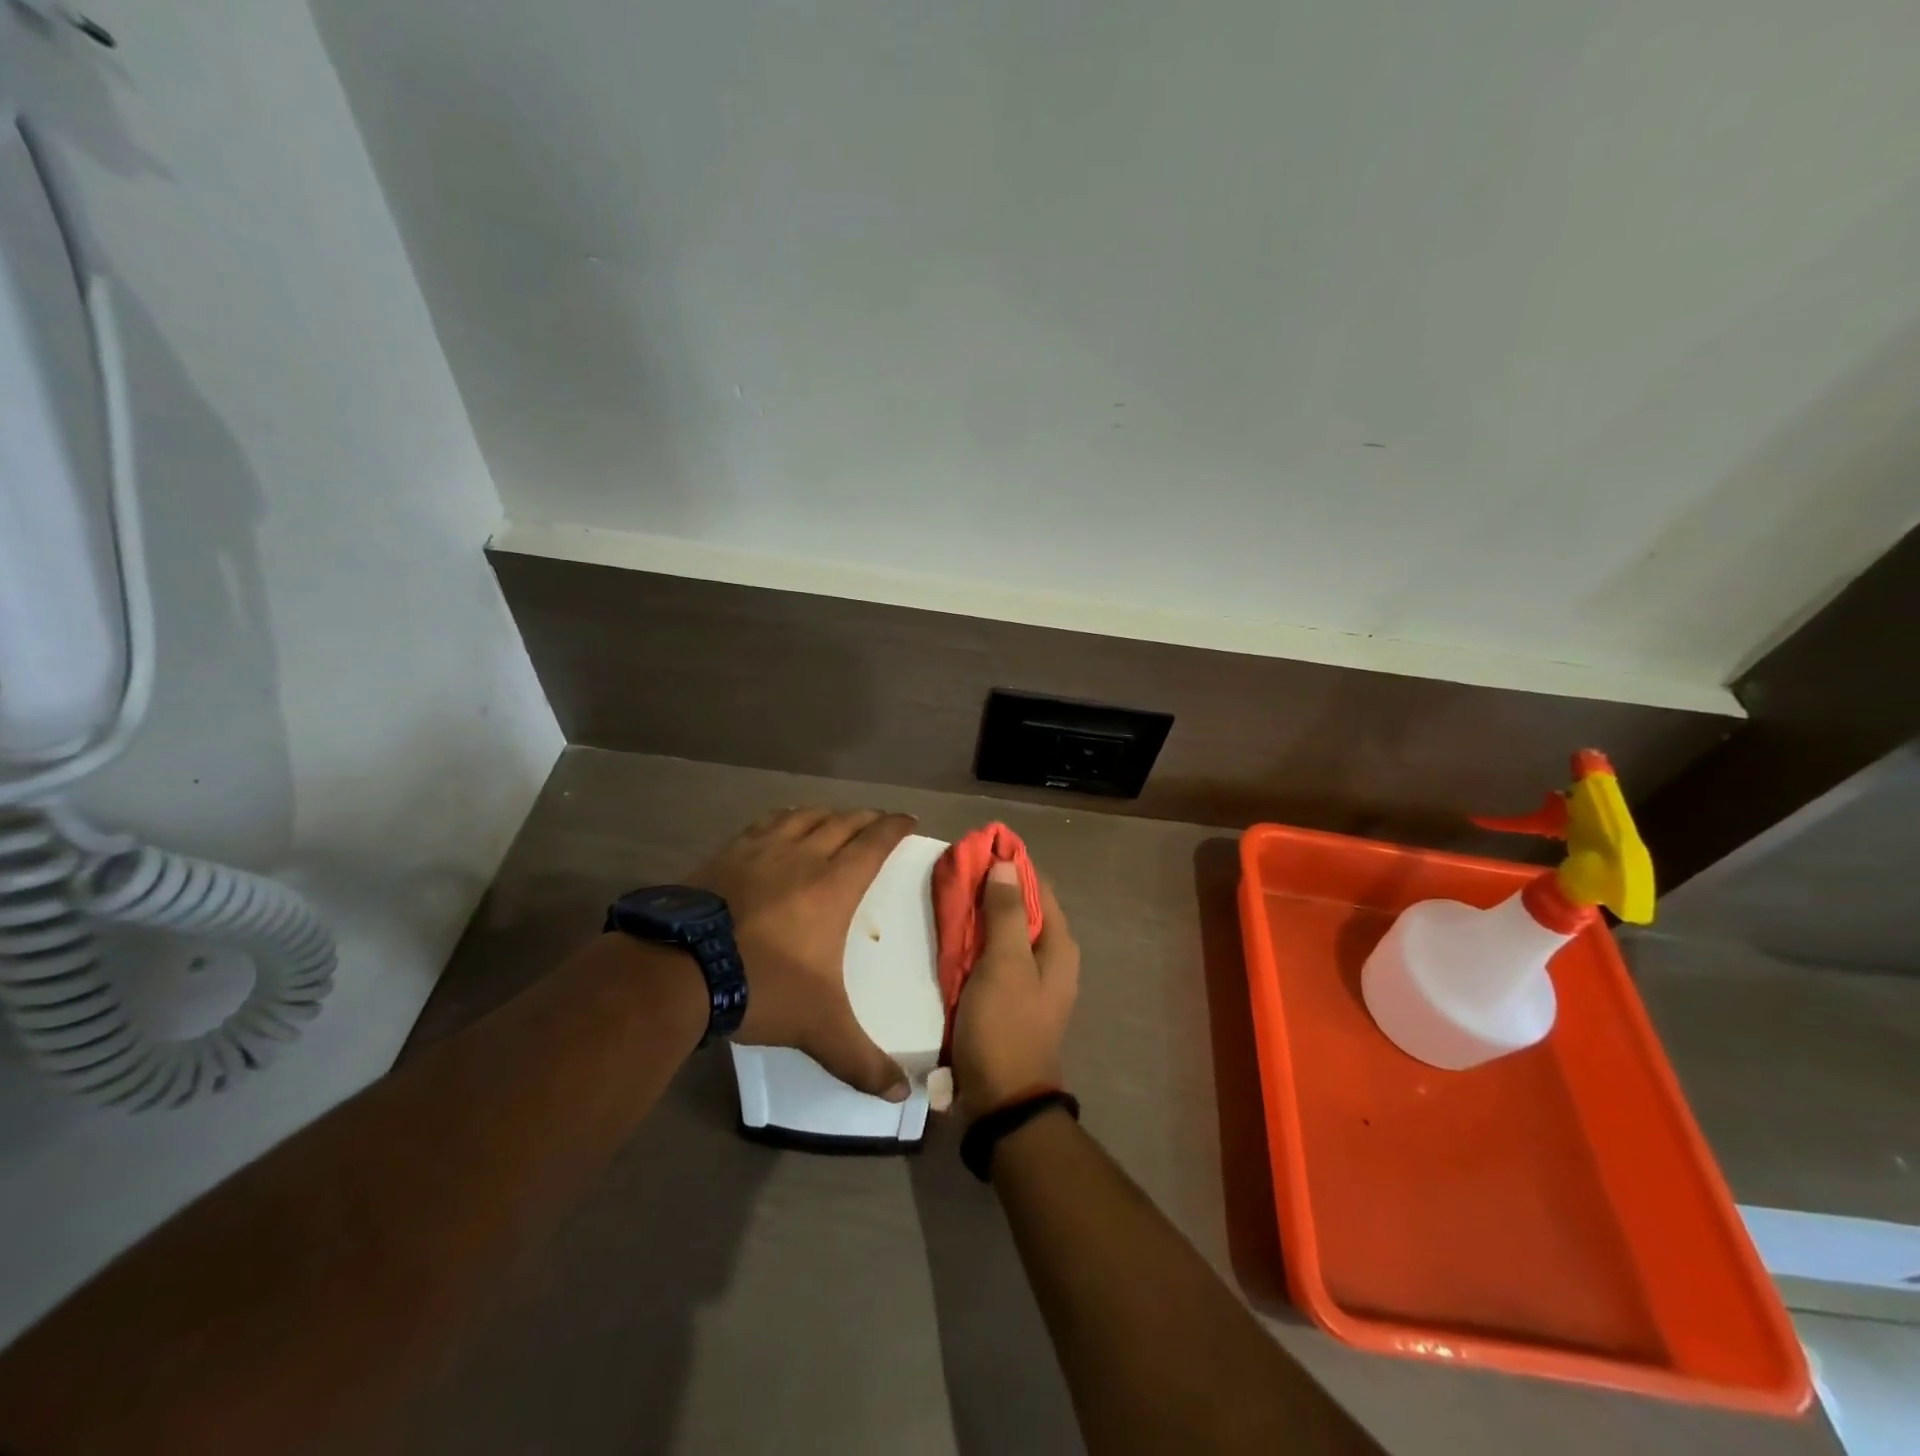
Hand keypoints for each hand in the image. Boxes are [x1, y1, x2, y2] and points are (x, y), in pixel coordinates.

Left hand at [689, 807, 916, 1099]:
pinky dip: (786, 818)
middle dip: (867, 818)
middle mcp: (803, 856)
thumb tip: (902, 1095)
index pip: (874, 842)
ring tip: (836, 819)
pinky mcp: (728, 853)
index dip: (895, 827)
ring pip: (805, 817)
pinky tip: (783, 825)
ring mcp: (762, 850)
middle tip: (879, 821)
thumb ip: (862, 1060)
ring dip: (828, 814)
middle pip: (843, 823)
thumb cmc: (763, 987)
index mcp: (834, 885)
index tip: (908, 819)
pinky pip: (766, 823)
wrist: (681, 969)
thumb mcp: (819, 1028)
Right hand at [951, 860, 1079, 1114]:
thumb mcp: (1005, 964)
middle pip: (1022, 908)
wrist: (1002, 1100)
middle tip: (956, 871)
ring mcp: (1028, 980)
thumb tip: (1007, 863)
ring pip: (1005, 932)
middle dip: (991, 887)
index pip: (1038, 887)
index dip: (1011, 864)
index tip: (978, 847)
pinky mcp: (1007, 998)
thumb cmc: (1006, 1026)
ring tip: (948, 896)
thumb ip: (1007, 913)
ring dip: (980, 914)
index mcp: (1059, 946)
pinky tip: (951, 935)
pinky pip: (993, 957)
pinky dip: (976, 941)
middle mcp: (1050, 958)